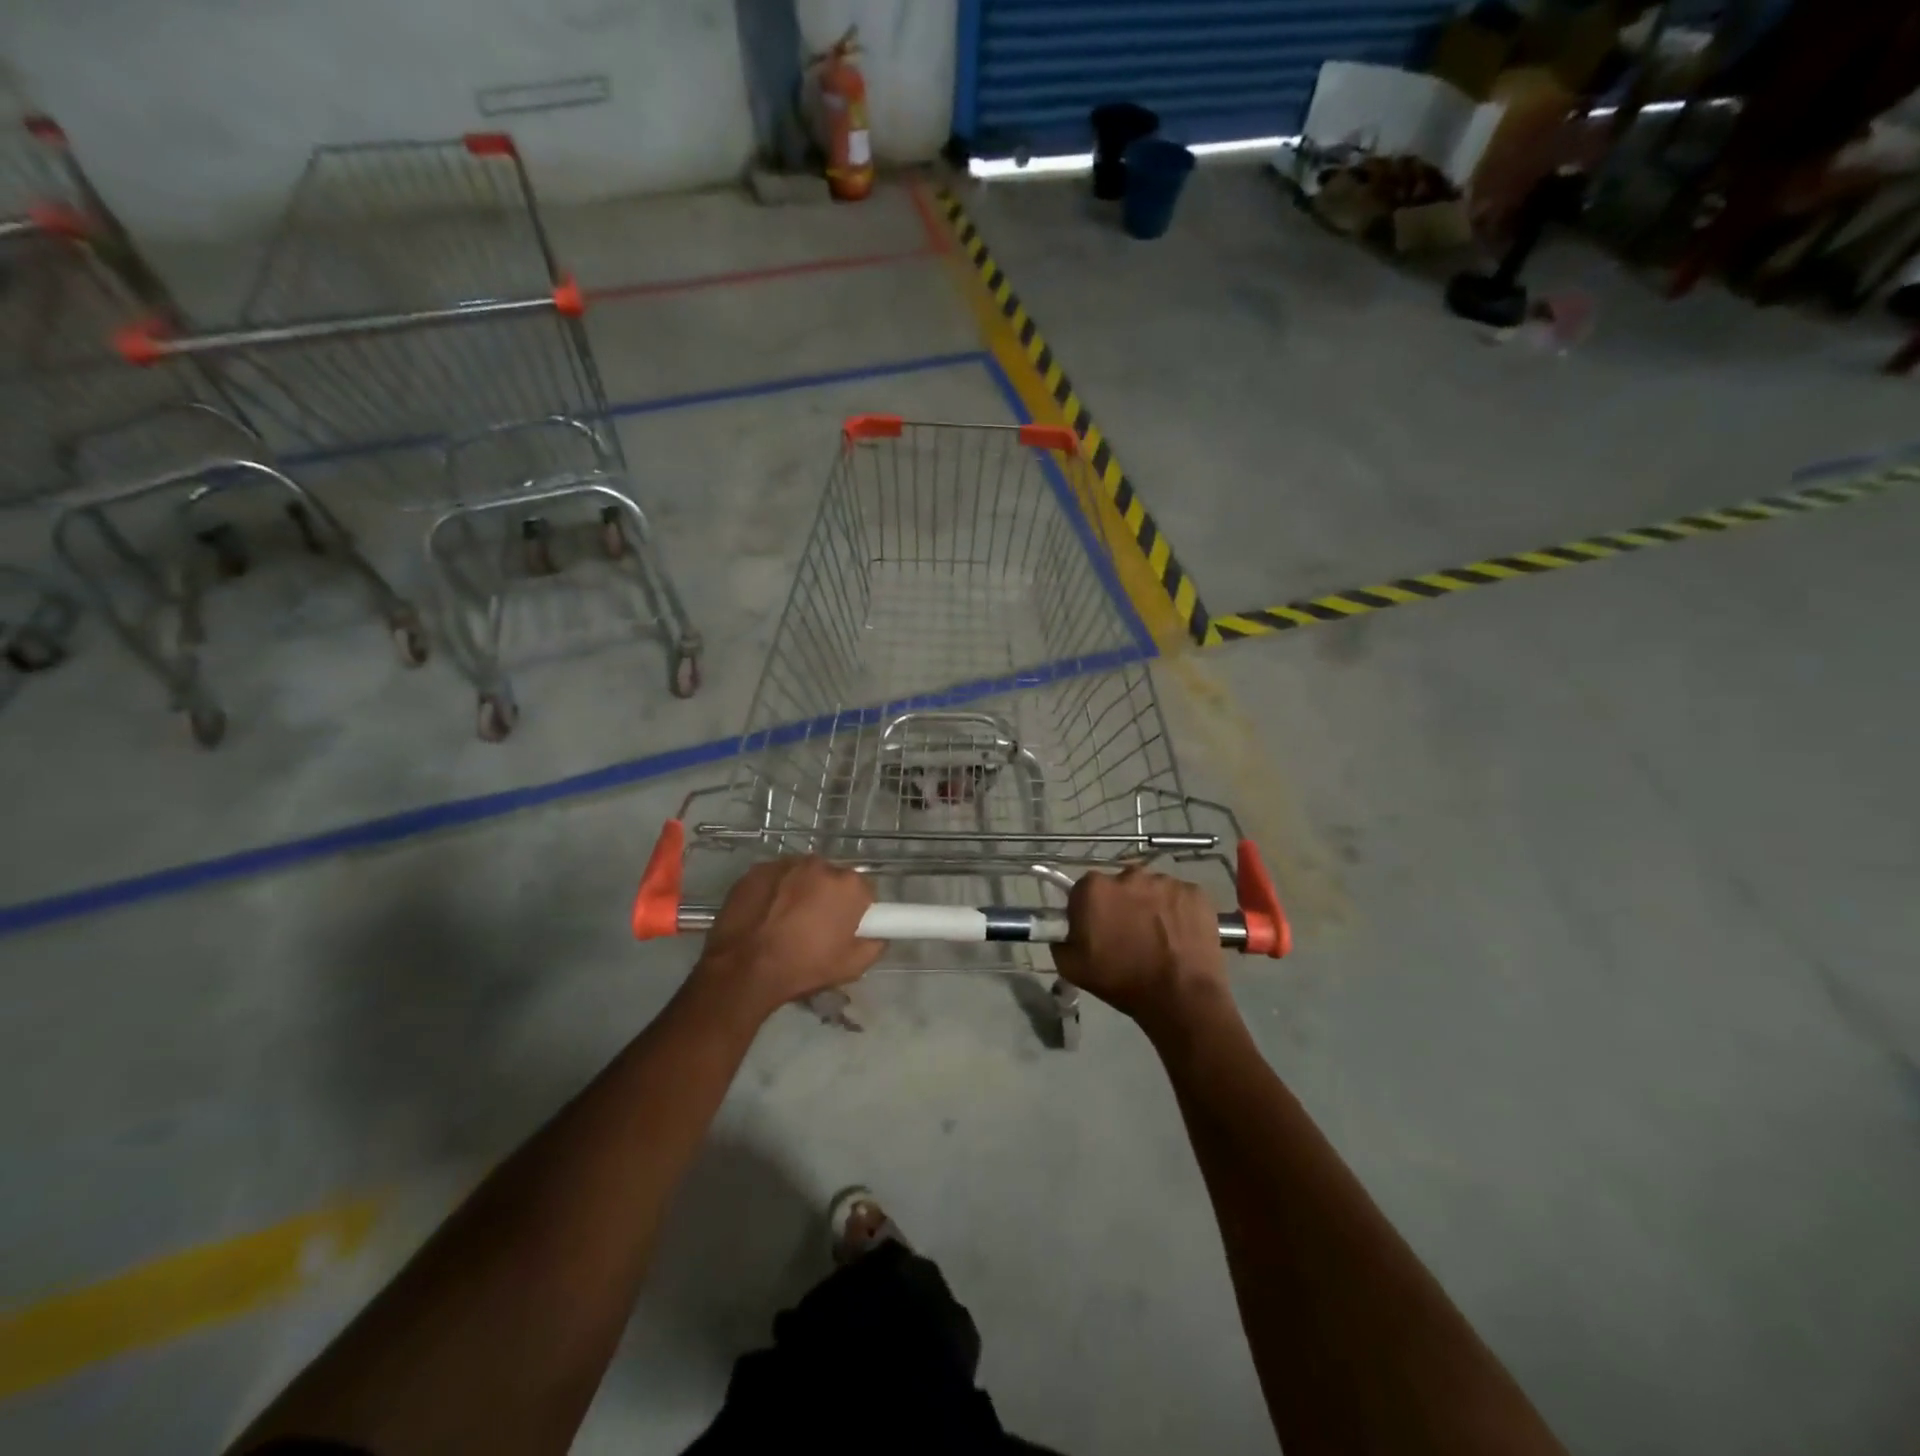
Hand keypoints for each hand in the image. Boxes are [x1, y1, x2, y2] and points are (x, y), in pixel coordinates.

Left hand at [691, 857, 884, 1017]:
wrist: (743, 970)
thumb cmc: (803, 967)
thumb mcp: (852, 967)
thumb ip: (875, 944)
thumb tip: (876, 935)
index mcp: (848, 885)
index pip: (864, 890)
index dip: (857, 909)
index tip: (845, 927)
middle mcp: (820, 865)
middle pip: (832, 878)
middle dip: (827, 897)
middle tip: (815, 926)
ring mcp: (785, 864)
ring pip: (802, 876)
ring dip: (800, 891)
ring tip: (785, 922)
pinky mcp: (757, 870)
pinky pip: (775, 878)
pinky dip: (774, 891)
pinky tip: (764, 915)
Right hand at [1053, 867, 1227, 1032]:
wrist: (1180, 997)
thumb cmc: (1122, 981)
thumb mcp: (1072, 968)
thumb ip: (1061, 941)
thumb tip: (1067, 932)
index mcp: (1094, 888)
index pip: (1084, 890)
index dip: (1089, 910)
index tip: (1096, 930)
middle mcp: (1130, 874)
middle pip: (1120, 885)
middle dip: (1121, 903)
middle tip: (1128, 934)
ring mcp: (1166, 881)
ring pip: (1152, 889)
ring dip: (1151, 906)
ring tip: (1158, 937)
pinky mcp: (1195, 892)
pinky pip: (1180, 897)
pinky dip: (1178, 911)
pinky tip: (1180, 936)